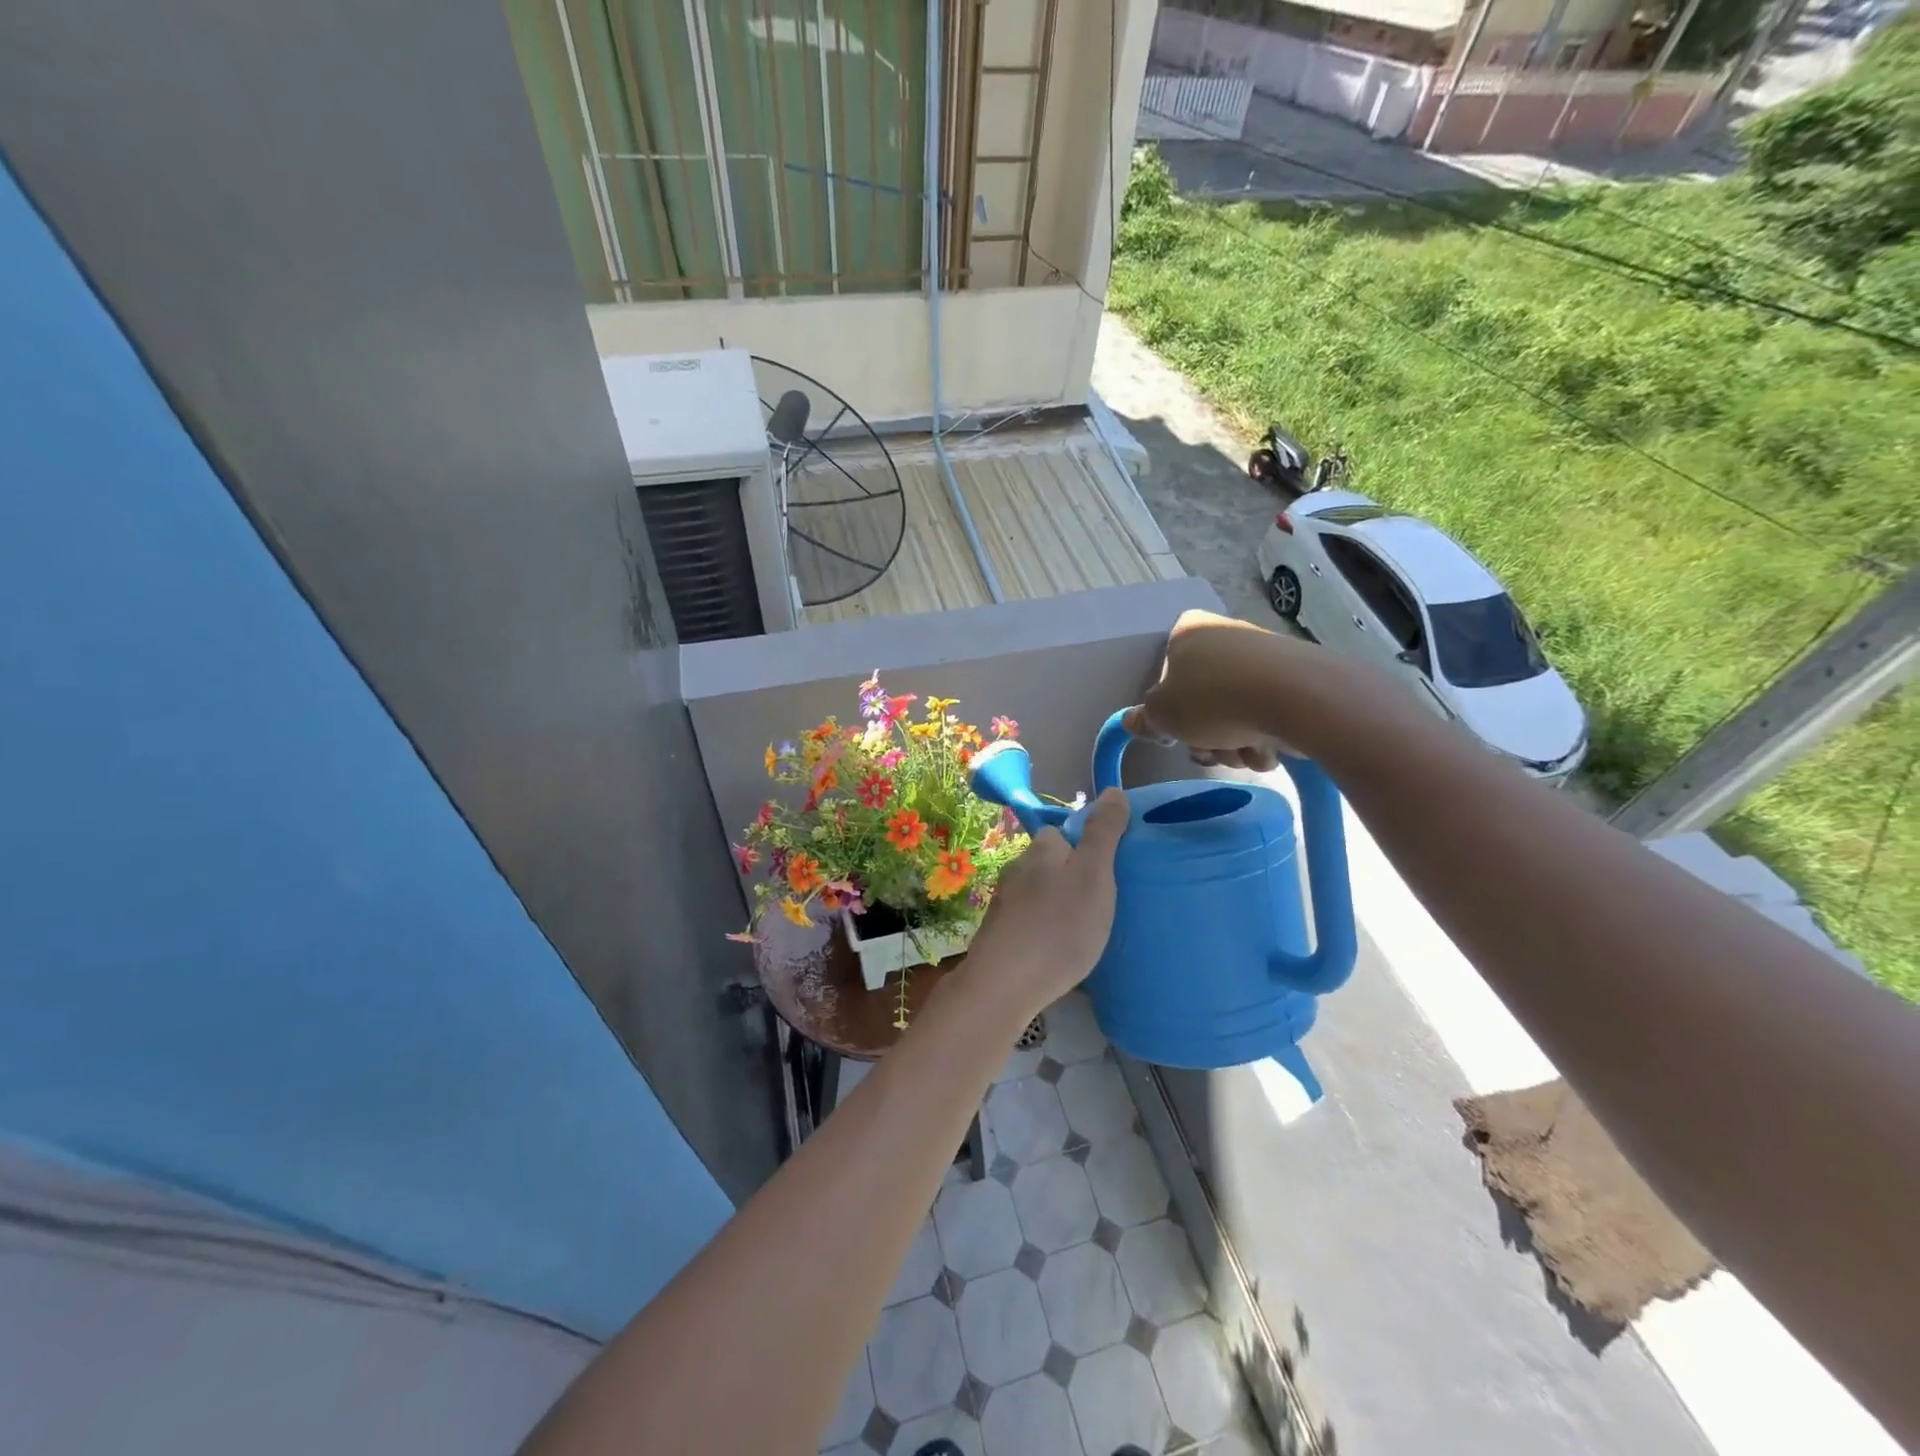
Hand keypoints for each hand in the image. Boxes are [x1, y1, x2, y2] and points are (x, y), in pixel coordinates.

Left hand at [965, 789, 1130, 1019]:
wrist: (1005, 984)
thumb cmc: (1059, 926)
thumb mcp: (1094, 875)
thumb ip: (1103, 833)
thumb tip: (1113, 790)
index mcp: (1041, 849)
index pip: (1063, 832)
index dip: (1086, 846)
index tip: (1107, 872)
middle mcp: (1017, 867)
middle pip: (1050, 862)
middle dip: (1071, 877)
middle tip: (1100, 905)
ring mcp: (1004, 902)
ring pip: (1038, 892)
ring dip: (1057, 904)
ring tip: (1081, 930)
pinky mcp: (998, 933)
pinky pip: (1028, 921)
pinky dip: (1043, 928)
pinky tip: (1055, 950)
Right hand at [1123, 609, 1349, 770]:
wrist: (1296, 698)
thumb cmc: (1213, 699)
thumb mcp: (1162, 714)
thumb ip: (1145, 718)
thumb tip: (1133, 721)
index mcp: (1188, 631)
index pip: (1166, 671)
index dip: (1169, 708)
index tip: (1176, 731)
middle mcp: (1224, 636)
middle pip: (1201, 699)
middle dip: (1204, 736)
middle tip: (1209, 751)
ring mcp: (1263, 657)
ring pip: (1233, 713)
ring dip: (1233, 744)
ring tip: (1243, 752)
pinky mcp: (1294, 680)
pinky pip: (1266, 716)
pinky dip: (1263, 738)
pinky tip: (1268, 750)